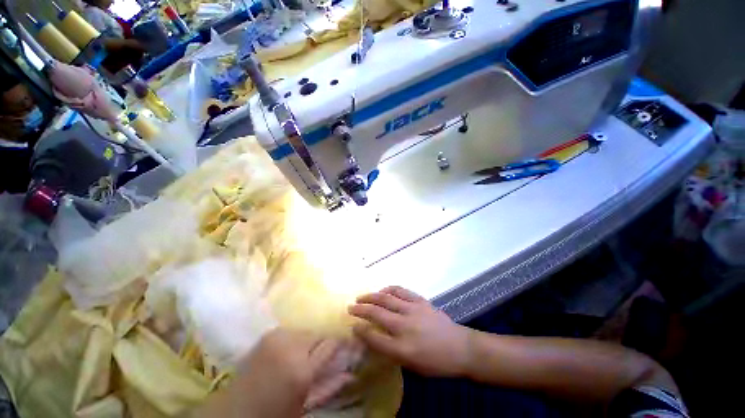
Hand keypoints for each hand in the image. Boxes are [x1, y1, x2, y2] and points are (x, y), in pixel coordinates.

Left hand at [198, 329, 355, 417]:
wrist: (235, 411)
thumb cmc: (273, 414)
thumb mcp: (304, 406)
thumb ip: (329, 387)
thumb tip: (351, 375)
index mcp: (302, 371)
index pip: (330, 345)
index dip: (337, 346)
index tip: (341, 348)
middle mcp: (291, 347)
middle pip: (318, 335)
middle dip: (319, 346)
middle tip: (315, 359)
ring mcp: (277, 337)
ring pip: (305, 331)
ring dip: (306, 342)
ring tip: (299, 357)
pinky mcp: (268, 334)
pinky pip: (291, 330)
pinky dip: (293, 339)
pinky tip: (286, 353)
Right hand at [348, 286, 471, 377]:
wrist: (460, 348)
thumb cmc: (435, 363)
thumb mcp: (411, 366)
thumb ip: (391, 351)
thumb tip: (374, 337)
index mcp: (402, 349)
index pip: (374, 338)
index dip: (361, 331)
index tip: (352, 326)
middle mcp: (405, 326)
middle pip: (377, 314)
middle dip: (360, 310)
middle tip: (350, 307)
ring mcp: (413, 310)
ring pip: (386, 299)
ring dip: (371, 296)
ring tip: (362, 297)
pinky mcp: (420, 301)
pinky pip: (401, 291)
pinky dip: (389, 289)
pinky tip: (383, 290)